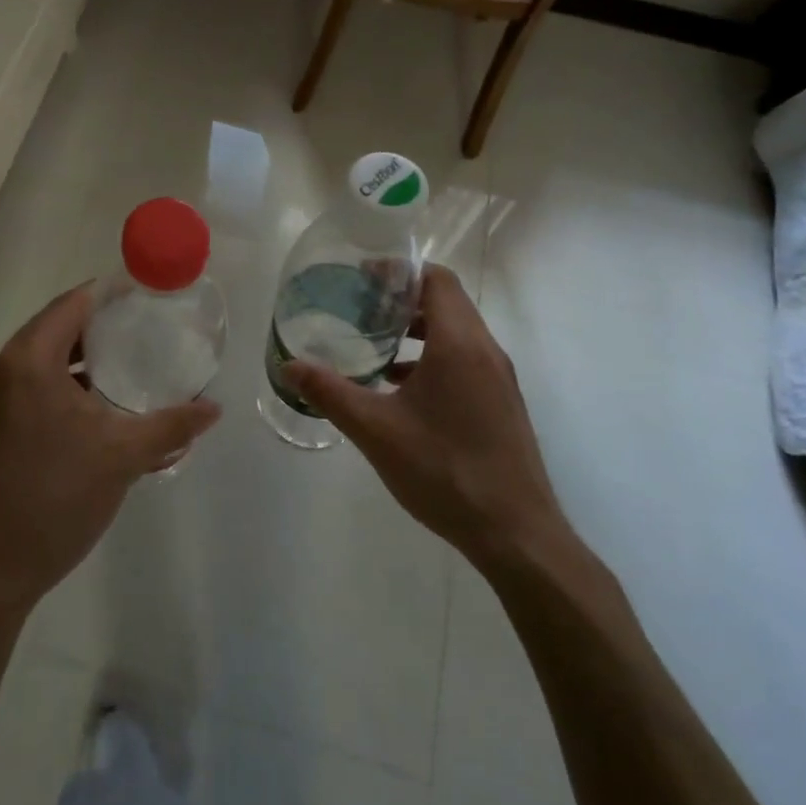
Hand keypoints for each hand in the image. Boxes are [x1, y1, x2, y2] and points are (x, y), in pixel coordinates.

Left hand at [0, 285, 220, 619]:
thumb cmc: (57, 501)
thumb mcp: (123, 458)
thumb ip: (172, 426)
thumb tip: (213, 407)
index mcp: (26, 363)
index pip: (71, 305)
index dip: (109, 294)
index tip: (145, 295)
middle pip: (53, 329)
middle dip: (98, 327)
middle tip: (142, 330)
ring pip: (38, 361)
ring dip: (79, 359)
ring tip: (125, 366)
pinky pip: (26, 387)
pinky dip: (59, 385)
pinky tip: (93, 407)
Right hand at [284, 265, 564, 565]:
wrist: (515, 534)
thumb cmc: (444, 471)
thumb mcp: (376, 431)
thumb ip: (330, 393)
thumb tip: (289, 366)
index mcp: (460, 345)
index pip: (437, 280)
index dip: (400, 270)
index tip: (363, 277)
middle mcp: (486, 352)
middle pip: (447, 302)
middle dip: (403, 299)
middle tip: (360, 307)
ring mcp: (499, 379)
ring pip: (457, 333)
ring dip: (418, 330)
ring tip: (375, 344)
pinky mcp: (501, 403)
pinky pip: (465, 360)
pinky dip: (433, 358)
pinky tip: (400, 389)